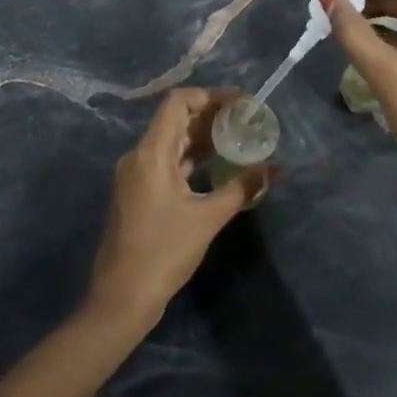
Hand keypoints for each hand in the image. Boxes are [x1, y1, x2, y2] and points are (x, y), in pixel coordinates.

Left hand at [89, 87, 276, 329]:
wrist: (120, 300)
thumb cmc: (163, 253)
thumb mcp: (208, 218)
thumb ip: (242, 188)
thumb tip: (275, 168)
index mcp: (150, 153)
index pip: (177, 103)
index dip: (209, 96)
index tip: (240, 101)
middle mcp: (138, 157)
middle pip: (175, 120)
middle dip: (211, 116)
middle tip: (246, 119)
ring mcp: (135, 176)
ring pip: (171, 142)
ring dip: (202, 137)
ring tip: (238, 138)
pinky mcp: (138, 193)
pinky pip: (166, 162)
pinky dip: (191, 159)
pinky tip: (217, 165)